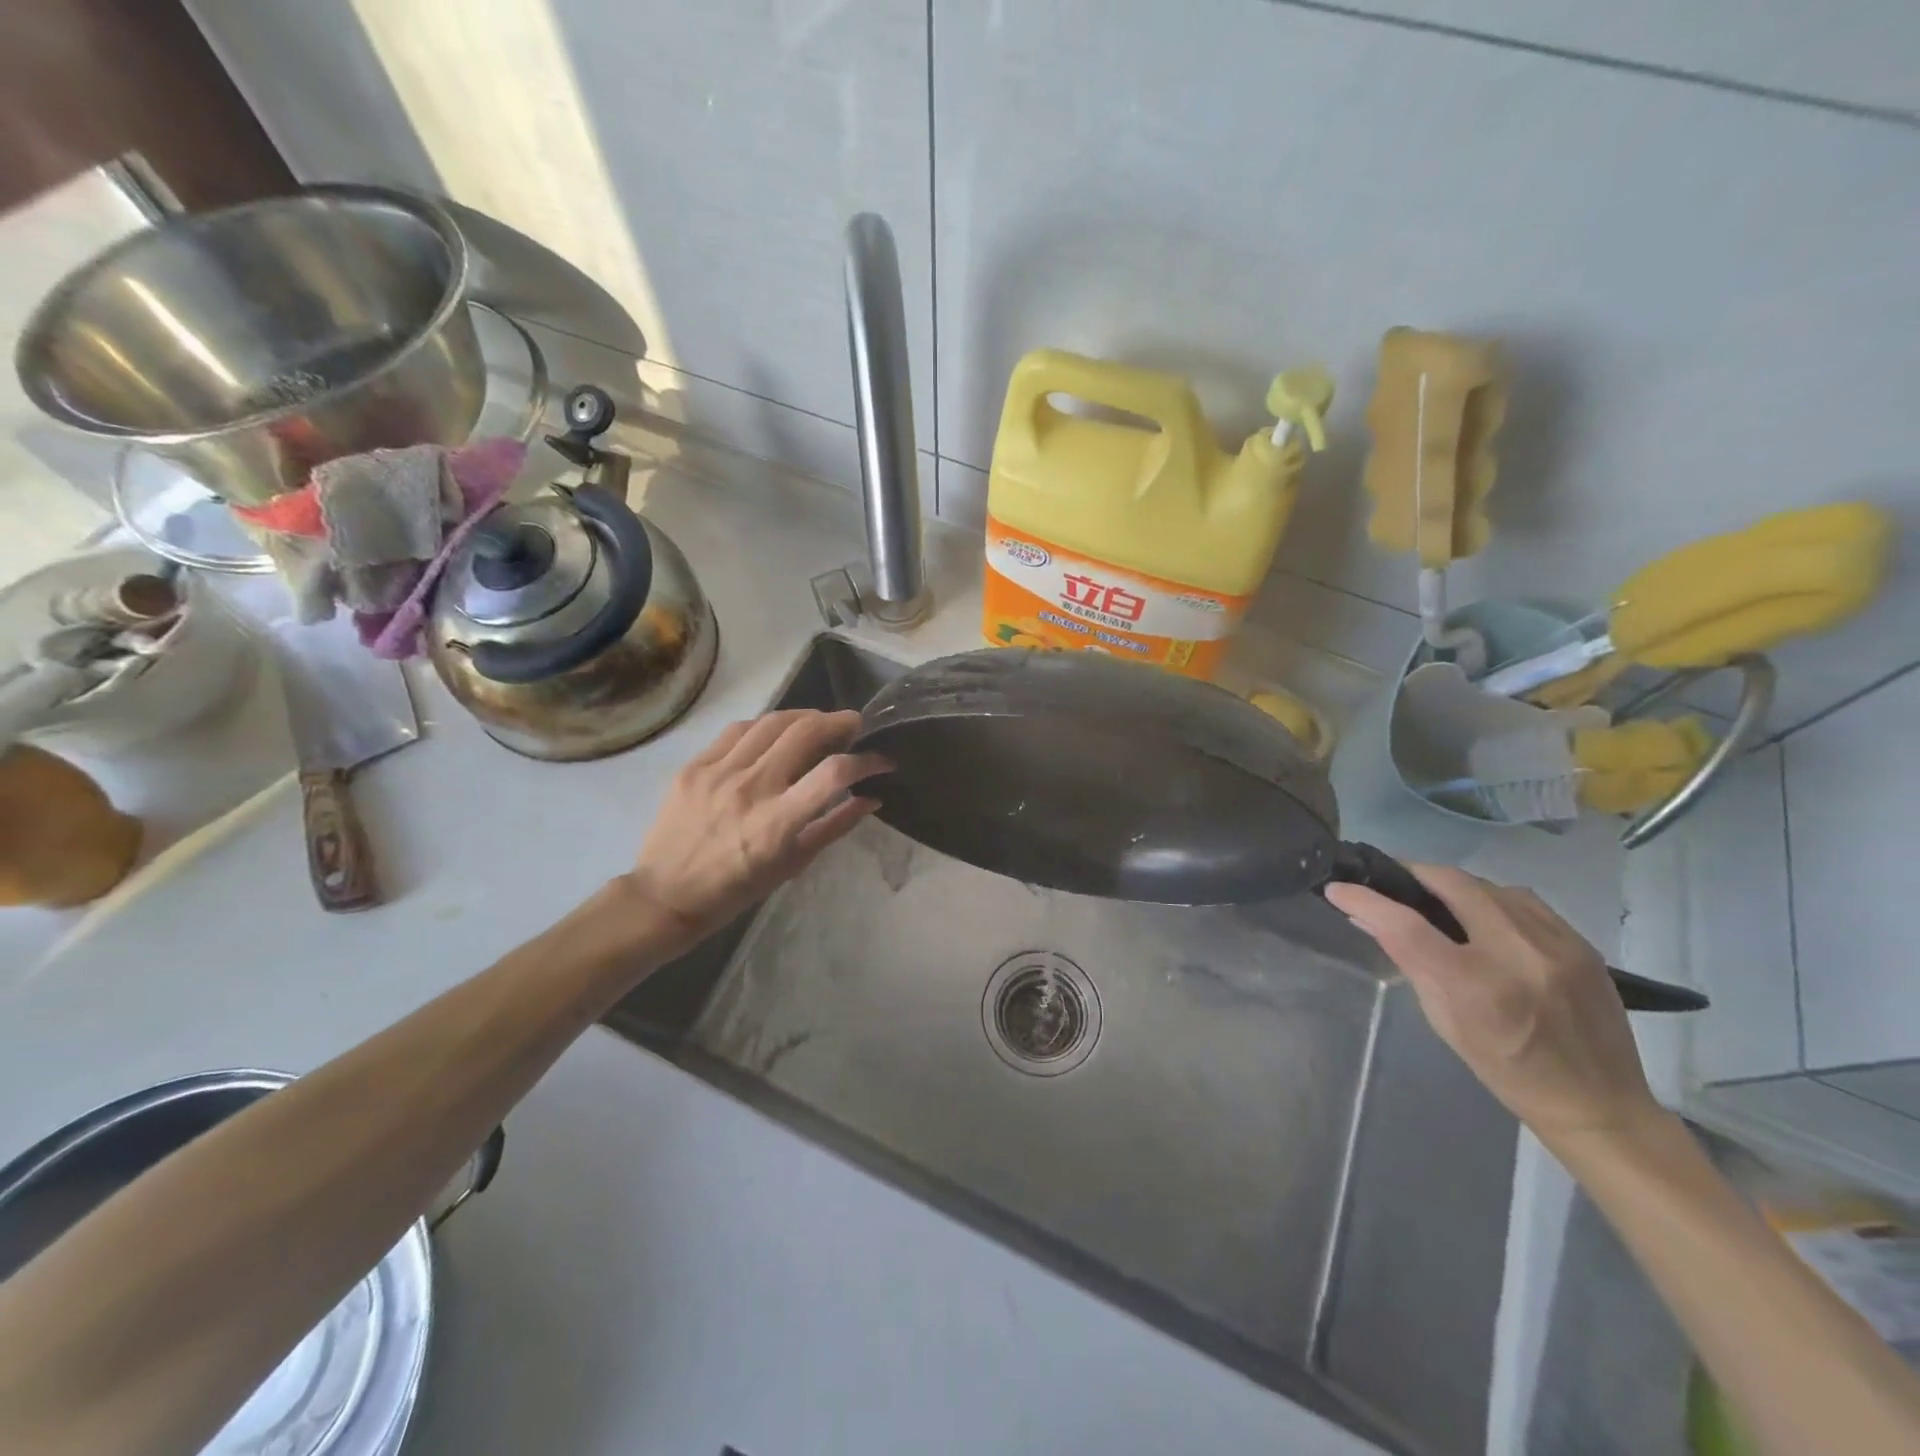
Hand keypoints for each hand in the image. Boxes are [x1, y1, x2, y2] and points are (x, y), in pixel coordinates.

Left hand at [618, 709, 889, 949]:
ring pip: (772, 722)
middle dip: (839, 722)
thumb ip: (835, 826)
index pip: (834, 773)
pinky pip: (738, 730)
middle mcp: (751, 789)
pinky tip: (776, 733)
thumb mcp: (794, 864)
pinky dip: (766, 726)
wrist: (665, 895)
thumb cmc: (737, 890)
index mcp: (777, 822)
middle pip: (805, 732)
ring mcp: (719, 772)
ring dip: (805, 716)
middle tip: (854, 725)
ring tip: (819, 723)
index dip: (867, 761)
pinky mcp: (695, 765)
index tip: (881, 760)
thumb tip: (872, 798)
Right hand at [1325, 865, 1661, 1145]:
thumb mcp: (1445, 1021)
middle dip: (1414, 874)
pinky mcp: (1581, 943)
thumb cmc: (1506, 1071)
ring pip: (1490, 885)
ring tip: (1439, 899)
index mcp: (1476, 986)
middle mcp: (1517, 955)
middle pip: (1453, 884)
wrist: (1599, 1104)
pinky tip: (1486, 916)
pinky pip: (1524, 900)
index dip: (1366, 900)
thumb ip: (1410, 963)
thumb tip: (1369, 919)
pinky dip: (1493, 899)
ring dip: (1455, 886)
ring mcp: (1556, 945)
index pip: (1406, 926)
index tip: (1338, 888)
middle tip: (1393, 881)